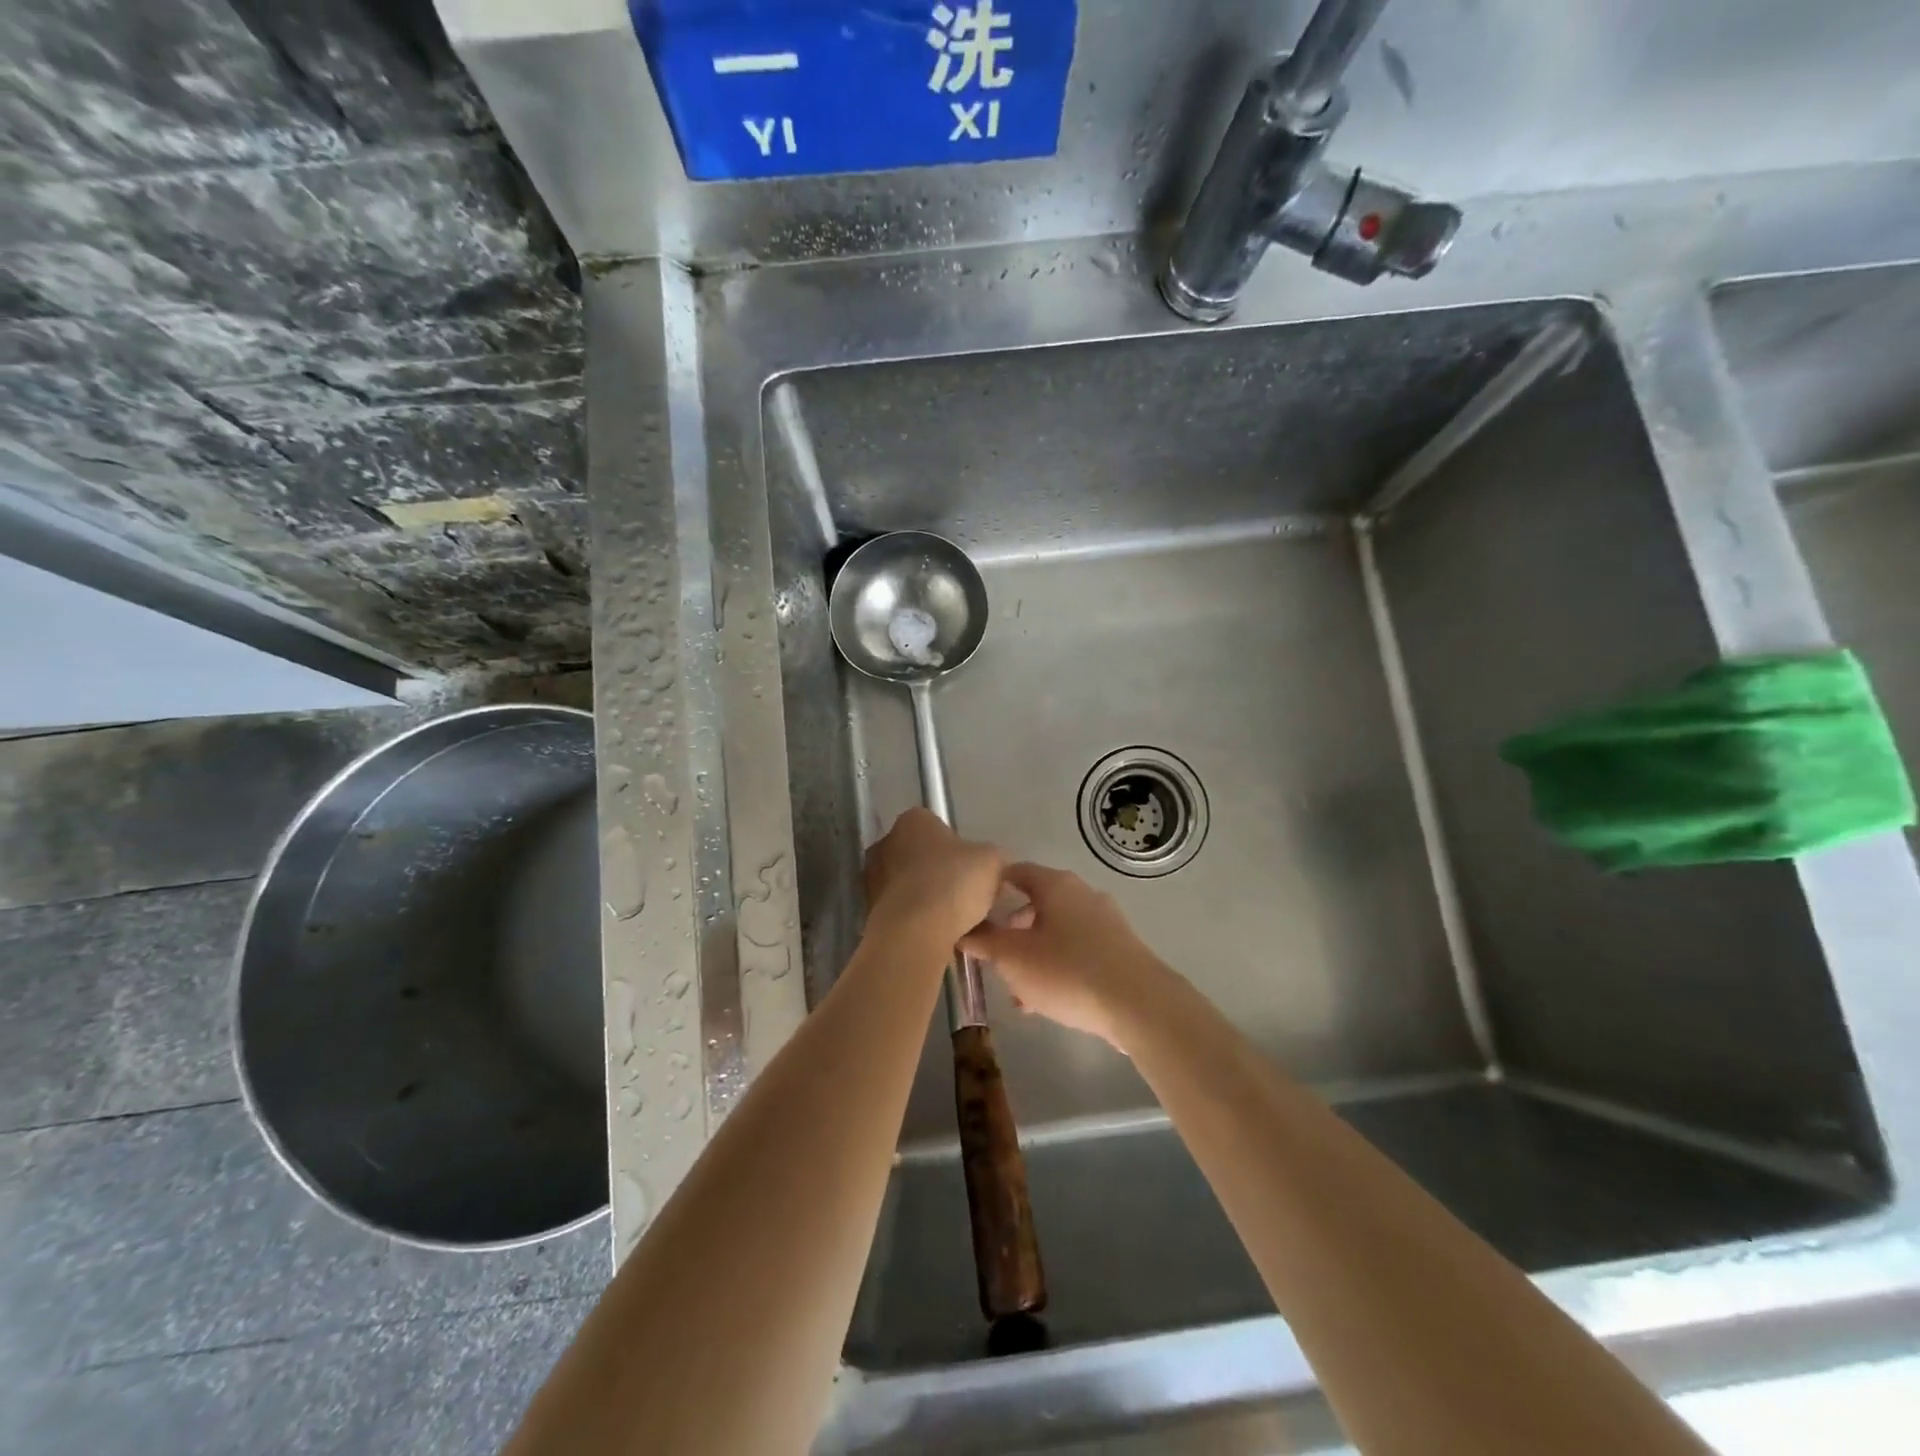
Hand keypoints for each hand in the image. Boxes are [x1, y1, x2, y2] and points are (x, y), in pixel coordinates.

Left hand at [864, 808, 1004, 944]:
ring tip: (961, 924)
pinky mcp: (871, 910)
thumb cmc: (952, 884)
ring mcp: (873, 878)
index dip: (961, 849)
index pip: (939, 827)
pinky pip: (905, 912)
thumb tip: (987, 865)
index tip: (974, 870)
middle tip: (969, 897)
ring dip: (933, 900)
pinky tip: (943, 937)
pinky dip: (921, 921)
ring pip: (914, 887)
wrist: (913, 934)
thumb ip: (990, 857)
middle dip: (945, 875)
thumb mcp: (992, 861)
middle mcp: (886, 842)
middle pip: (924, 857)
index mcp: (913, 820)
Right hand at [961, 863, 1169, 1049]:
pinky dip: (1058, 967)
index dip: (990, 887)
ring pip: (1057, 932)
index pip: (1015, 872)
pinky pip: (1078, 951)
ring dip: (1034, 955)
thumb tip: (963, 930)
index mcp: (1055, 885)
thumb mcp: (1013, 959)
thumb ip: (984, 942)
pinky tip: (1046, 1002)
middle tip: (993, 956)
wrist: (1139, 1005)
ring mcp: (1106, 921)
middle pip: (1037, 903)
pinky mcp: (1120, 949)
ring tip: (1017, 991)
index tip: (971, 909)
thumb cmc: (1068, 971)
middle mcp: (1082, 894)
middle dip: (1011, 930)